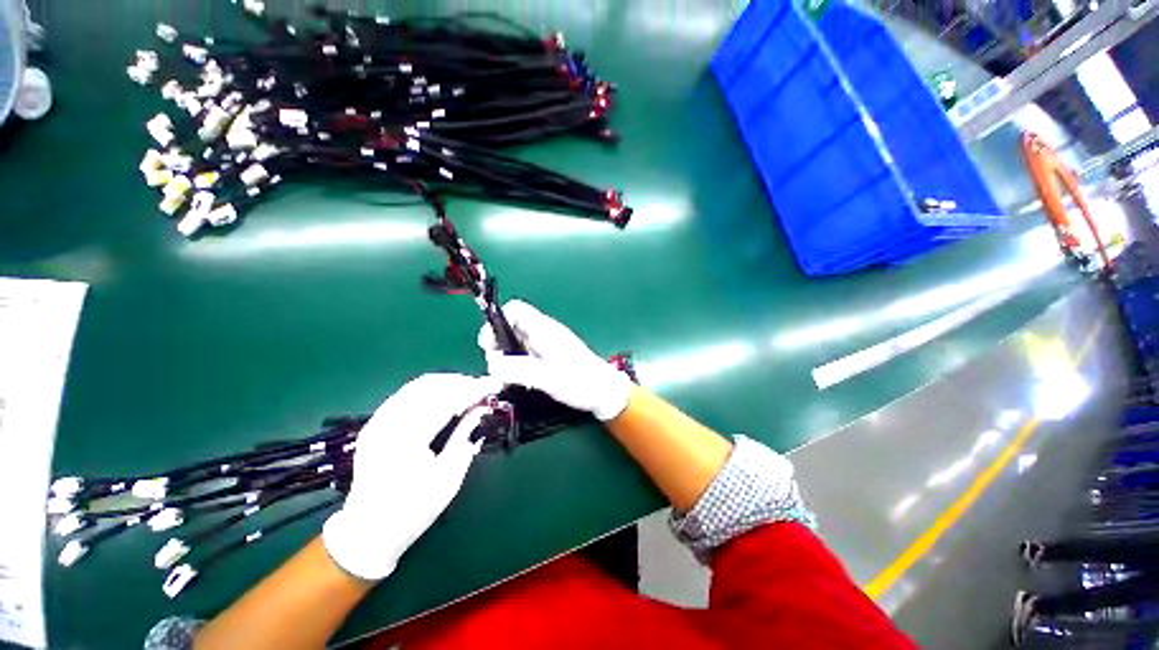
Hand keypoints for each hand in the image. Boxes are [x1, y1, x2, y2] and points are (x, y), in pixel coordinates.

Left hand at [322, 373, 499, 580]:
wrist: (367, 532)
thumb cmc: (413, 510)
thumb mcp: (448, 478)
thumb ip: (465, 436)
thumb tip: (482, 409)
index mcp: (406, 440)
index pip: (447, 401)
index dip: (474, 389)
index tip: (495, 385)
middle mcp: (388, 423)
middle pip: (431, 386)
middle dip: (462, 382)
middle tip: (485, 387)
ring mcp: (378, 421)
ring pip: (418, 385)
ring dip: (447, 383)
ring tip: (470, 388)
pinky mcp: (375, 423)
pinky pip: (406, 393)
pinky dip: (430, 389)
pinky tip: (445, 395)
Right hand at [478, 300, 632, 421]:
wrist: (604, 392)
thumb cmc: (580, 382)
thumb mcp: (547, 377)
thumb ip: (518, 369)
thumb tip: (493, 364)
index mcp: (544, 329)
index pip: (515, 310)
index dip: (497, 322)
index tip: (489, 345)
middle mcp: (544, 333)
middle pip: (511, 327)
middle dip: (498, 345)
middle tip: (497, 368)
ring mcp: (547, 344)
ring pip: (517, 342)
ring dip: (507, 358)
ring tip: (509, 378)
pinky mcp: (550, 357)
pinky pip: (526, 354)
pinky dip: (517, 365)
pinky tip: (521, 381)